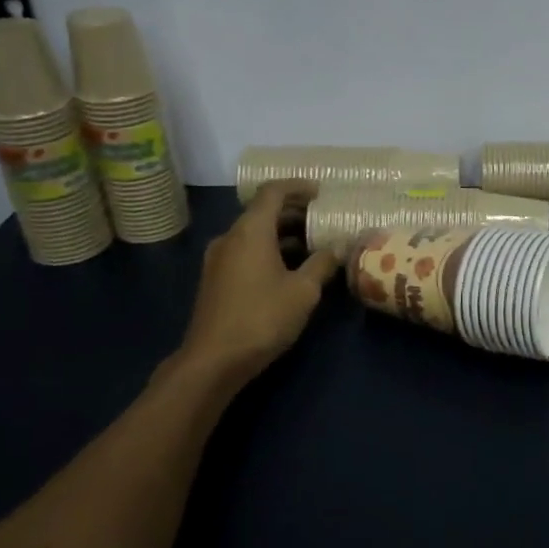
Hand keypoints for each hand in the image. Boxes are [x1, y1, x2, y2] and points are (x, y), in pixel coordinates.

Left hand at [175, 180, 339, 379]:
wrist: (213, 361)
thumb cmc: (262, 318)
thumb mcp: (304, 291)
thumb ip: (322, 264)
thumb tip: (335, 250)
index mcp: (250, 231)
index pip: (273, 192)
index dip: (298, 187)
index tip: (321, 192)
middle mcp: (230, 238)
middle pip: (262, 211)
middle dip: (294, 211)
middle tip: (323, 219)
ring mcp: (219, 259)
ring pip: (254, 233)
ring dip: (283, 233)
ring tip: (313, 244)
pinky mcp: (216, 279)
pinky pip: (246, 250)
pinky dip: (269, 249)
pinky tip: (290, 268)